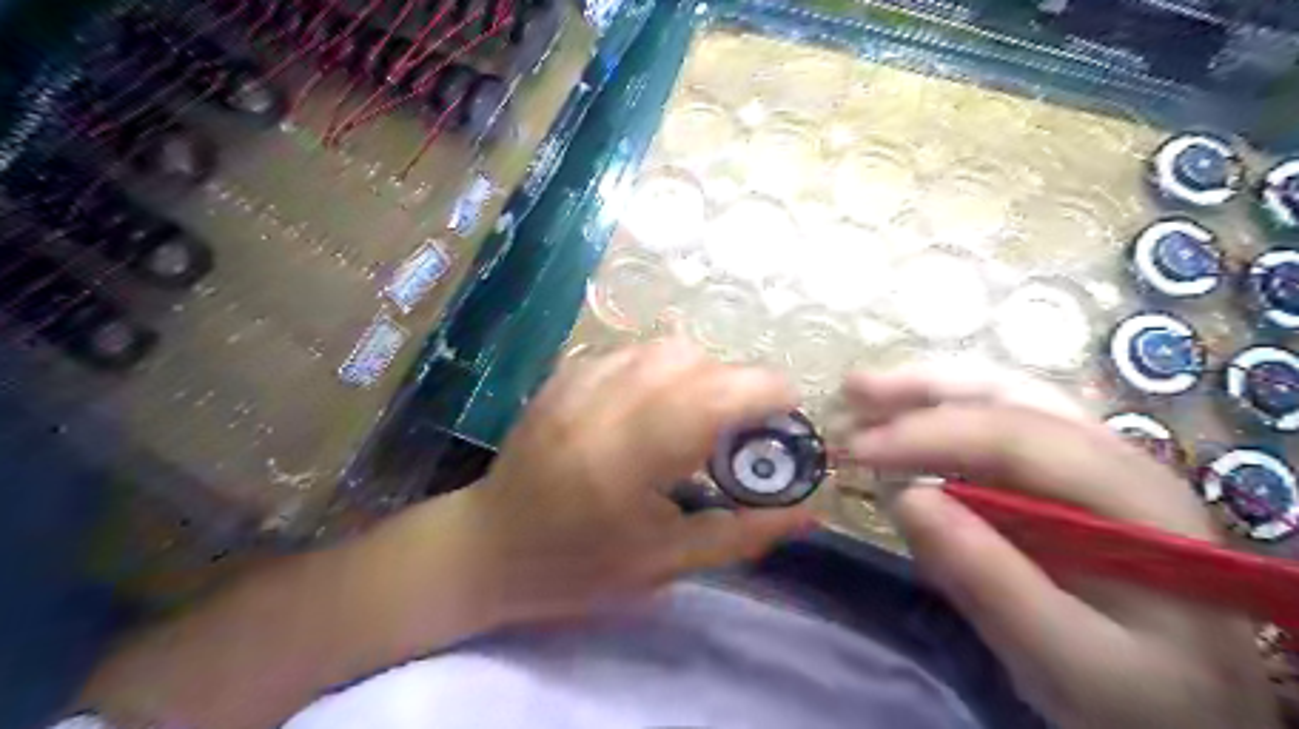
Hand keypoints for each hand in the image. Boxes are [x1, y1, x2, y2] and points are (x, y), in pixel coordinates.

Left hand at [466, 340, 809, 619]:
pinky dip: (661, 368)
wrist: (489, 546)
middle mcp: (601, 406)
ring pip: (662, 346)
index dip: (763, 390)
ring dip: (699, 370)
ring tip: (699, 412)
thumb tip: (808, 513)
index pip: (710, 398)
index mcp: (628, 460)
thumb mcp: (665, 565)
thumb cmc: (578, 567)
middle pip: (691, 360)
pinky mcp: (563, 375)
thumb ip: (741, 535)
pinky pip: (631, 350)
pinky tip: (654, 403)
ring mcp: (576, 383)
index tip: (789, 407)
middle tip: (741, 423)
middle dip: (734, 382)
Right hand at [843, 370, 1274, 727]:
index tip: (857, 450)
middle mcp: (1115, 456)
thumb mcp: (1070, 661)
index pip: (1016, 437)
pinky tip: (900, 422)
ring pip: (1000, 398)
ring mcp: (1087, 459)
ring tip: (862, 393)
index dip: (929, 434)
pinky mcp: (1057, 475)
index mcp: (1134, 497)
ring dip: (925, 391)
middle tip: (853, 390)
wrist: (1193, 710)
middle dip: (923, 388)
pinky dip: (937, 417)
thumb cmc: (1141, 694)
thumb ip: (991, 580)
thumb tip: (905, 498)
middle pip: (1010, 395)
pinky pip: (992, 427)